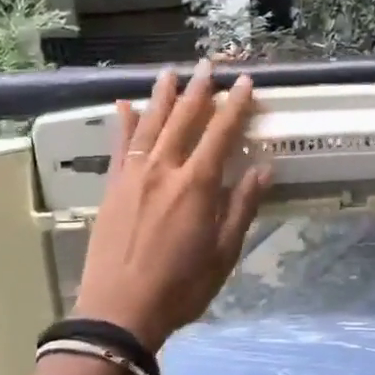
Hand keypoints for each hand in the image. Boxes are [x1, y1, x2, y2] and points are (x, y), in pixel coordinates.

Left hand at [74, 60, 270, 352]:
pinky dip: (123, 123)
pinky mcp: (112, 188)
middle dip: (199, 90)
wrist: (119, 311)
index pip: (221, 133)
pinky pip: (119, 147)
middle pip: (183, 119)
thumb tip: (263, 169)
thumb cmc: (181, 287)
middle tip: (208, 64)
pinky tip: (124, 104)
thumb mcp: (224, 253)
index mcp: (197, 185)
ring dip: (162, 96)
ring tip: (171, 72)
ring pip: (150, 125)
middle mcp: (164, 170)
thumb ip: (241, 207)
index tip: (245, 82)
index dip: (235, 106)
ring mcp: (133, 176)